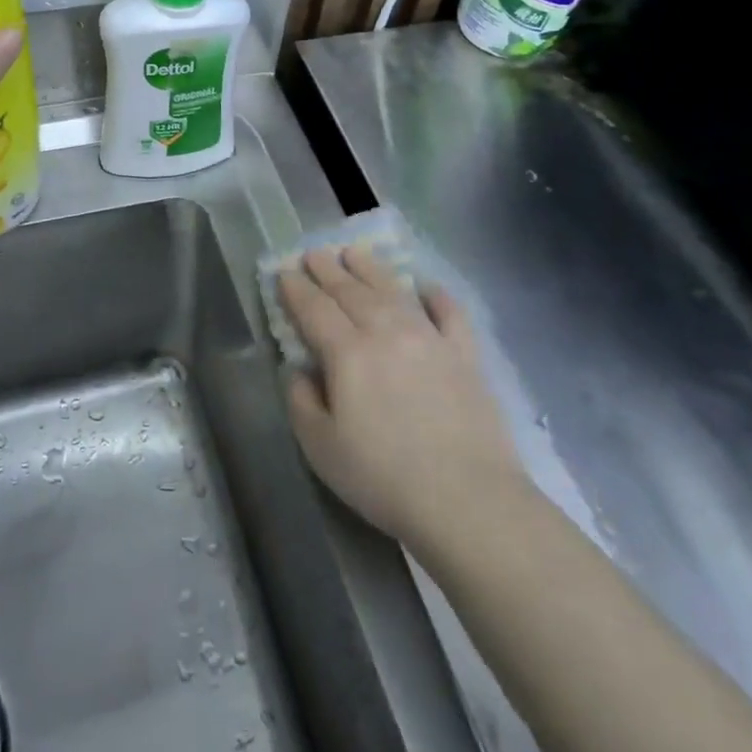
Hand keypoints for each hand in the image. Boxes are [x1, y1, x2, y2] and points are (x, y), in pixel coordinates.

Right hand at [278, 246, 529, 551]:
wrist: (467, 499)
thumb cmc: (383, 477)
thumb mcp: (321, 448)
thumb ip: (302, 401)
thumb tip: (299, 370)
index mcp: (348, 353)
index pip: (314, 309)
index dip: (296, 289)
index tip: (284, 271)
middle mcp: (387, 333)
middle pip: (351, 292)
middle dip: (328, 270)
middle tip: (314, 252)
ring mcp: (430, 339)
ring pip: (394, 292)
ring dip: (371, 269)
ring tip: (355, 252)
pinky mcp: (465, 355)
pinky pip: (449, 313)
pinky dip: (437, 295)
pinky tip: (427, 286)